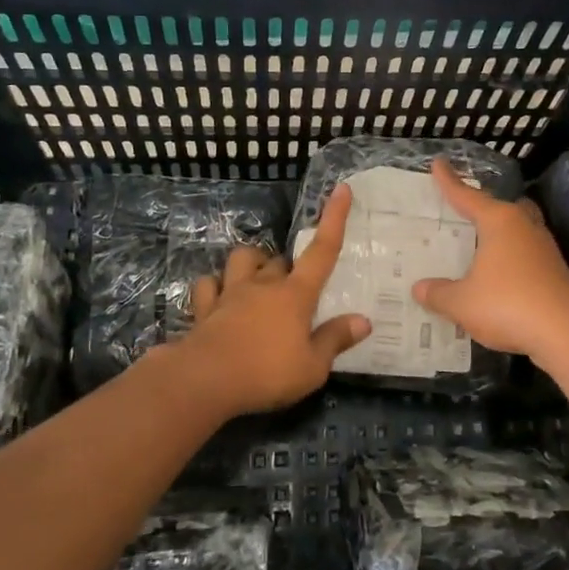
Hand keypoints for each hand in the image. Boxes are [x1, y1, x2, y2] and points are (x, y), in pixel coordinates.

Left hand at [174, 185, 370, 415]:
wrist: (205, 380)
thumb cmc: (267, 373)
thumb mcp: (312, 367)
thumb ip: (335, 340)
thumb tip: (364, 320)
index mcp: (295, 295)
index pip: (322, 251)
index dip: (334, 219)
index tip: (341, 189)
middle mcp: (263, 285)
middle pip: (280, 260)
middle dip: (289, 268)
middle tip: (295, 291)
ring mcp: (230, 293)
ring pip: (242, 259)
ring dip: (252, 264)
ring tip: (257, 281)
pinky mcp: (204, 308)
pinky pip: (207, 285)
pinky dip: (214, 287)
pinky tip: (218, 298)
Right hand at [412, 158, 568, 365]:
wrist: (568, 332)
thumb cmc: (508, 304)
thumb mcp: (462, 303)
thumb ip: (438, 293)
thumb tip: (419, 288)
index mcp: (499, 221)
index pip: (467, 196)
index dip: (450, 181)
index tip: (439, 162)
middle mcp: (523, 227)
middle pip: (503, 208)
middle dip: (485, 207)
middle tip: (466, 210)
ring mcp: (544, 249)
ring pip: (518, 231)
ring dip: (501, 236)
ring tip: (480, 244)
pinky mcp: (555, 272)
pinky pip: (525, 255)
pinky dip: (510, 259)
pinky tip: (498, 276)